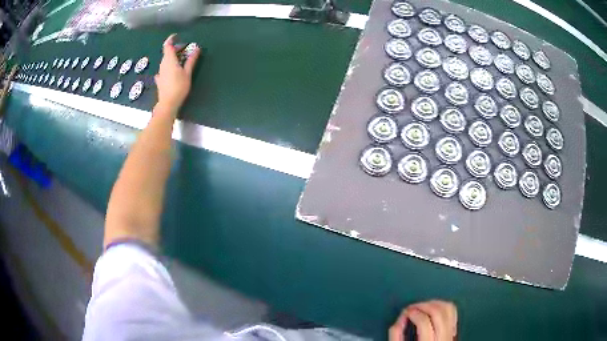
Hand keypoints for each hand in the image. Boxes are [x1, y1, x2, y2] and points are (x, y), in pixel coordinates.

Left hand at [155, 34, 200, 113]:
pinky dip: (169, 66)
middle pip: (167, 53)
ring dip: (173, 58)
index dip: (171, 39)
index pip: (168, 45)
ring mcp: (160, 72)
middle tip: (186, 50)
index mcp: (169, 60)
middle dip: (176, 49)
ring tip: (182, 60)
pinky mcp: (160, 80)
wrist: (168, 103)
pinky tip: (173, 71)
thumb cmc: (179, 87)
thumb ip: (191, 60)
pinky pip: (164, 69)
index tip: (176, 36)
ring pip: (166, 60)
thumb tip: (196, 49)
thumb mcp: (187, 73)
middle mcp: (163, 64)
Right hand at [389, 300, 456, 340]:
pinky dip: (443, 306)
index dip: (413, 313)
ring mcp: (451, 335)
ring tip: (422, 305)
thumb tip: (400, 319)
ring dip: (434, 303)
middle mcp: (443, 339)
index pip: (424, 322)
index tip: (405, 312)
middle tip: (412, 306)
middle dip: (424, 305)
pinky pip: (453, 313)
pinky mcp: (454, 333)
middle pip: (438, 313)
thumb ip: (396, 336)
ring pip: (448, 309)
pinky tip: (433, 308)